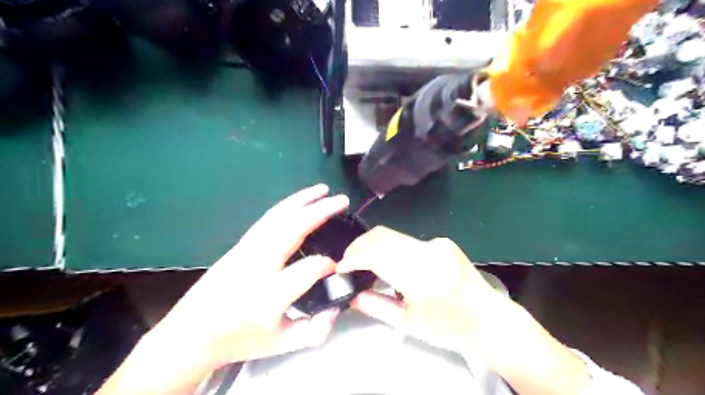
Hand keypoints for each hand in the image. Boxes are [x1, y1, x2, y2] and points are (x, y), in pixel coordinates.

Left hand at [150, 186, 348, 367]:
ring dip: (301, 200)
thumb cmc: (238, 340)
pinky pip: (267, 220)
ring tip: (321, 190)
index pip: (310, 268)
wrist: (191, 334)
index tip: (336, 269)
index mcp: (271, 294)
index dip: (328, 265)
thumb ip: (315, 330)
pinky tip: (296, 203)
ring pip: (277, 217)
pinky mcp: (239, 245)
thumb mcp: (280, 344)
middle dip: (320, 211)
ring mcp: (246, 250)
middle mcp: (258, 265)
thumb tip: (337, 308)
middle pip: (292, 228)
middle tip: (341, 200)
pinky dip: (285, 206)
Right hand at [336, 226, 513, 357]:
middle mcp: (429, 251)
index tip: (340, 267)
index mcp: (421, 276)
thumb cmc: (450, 328)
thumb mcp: (409, 324)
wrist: (490, 320)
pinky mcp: (442, 241)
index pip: (376, 255)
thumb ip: (376, 306)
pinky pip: (407, 240)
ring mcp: (437, 243)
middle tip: (347, 262)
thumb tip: (351, 295)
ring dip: (374, 245)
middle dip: (359, 246)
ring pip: (393, 235)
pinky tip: (389, 262)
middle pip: (382, 236)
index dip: (353, 258)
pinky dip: (391, 248)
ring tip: (363, 262)